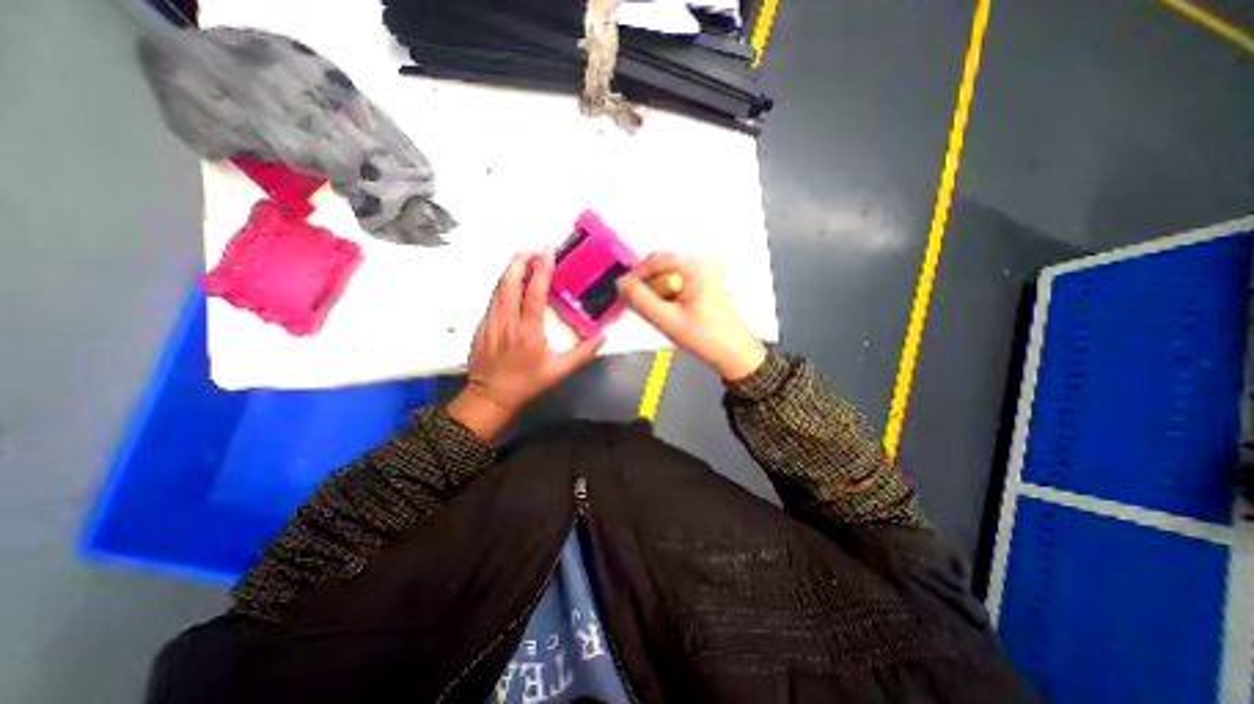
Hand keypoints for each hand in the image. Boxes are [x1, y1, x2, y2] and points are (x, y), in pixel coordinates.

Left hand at [451, 250, 607, 439]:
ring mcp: (491, 322)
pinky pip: (493, 299)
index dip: (541, 270)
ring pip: (498, 288)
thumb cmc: (528, 383)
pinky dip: (502, 286)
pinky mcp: (481, 326)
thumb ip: (582, 353)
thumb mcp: (560, 371)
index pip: (533, 293)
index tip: (547, 253)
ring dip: (510, 270)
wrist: (490, 396)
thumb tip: (603, 336)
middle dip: (519, 261)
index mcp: (528, 331)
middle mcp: (507, 322)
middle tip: (531, 248)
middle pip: (509, 283)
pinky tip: (510, 283)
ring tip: (521, 258)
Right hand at [616, 254, 763, 381]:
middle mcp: (703, 264)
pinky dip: (668, 295)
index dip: (635, 275)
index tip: (623, 293)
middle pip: (663, 267)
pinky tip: (668, 312)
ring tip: (654, 313)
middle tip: (637, 306)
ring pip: (670, 276)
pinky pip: (679, 283)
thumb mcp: (666, 319)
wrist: (733, 354)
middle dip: (647, 286)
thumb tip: (620, 284)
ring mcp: (707, 274)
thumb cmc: (702, 337)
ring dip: (657, 292)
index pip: (655, 260)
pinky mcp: (708, 285)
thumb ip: (640, 300)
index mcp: (695, 267)